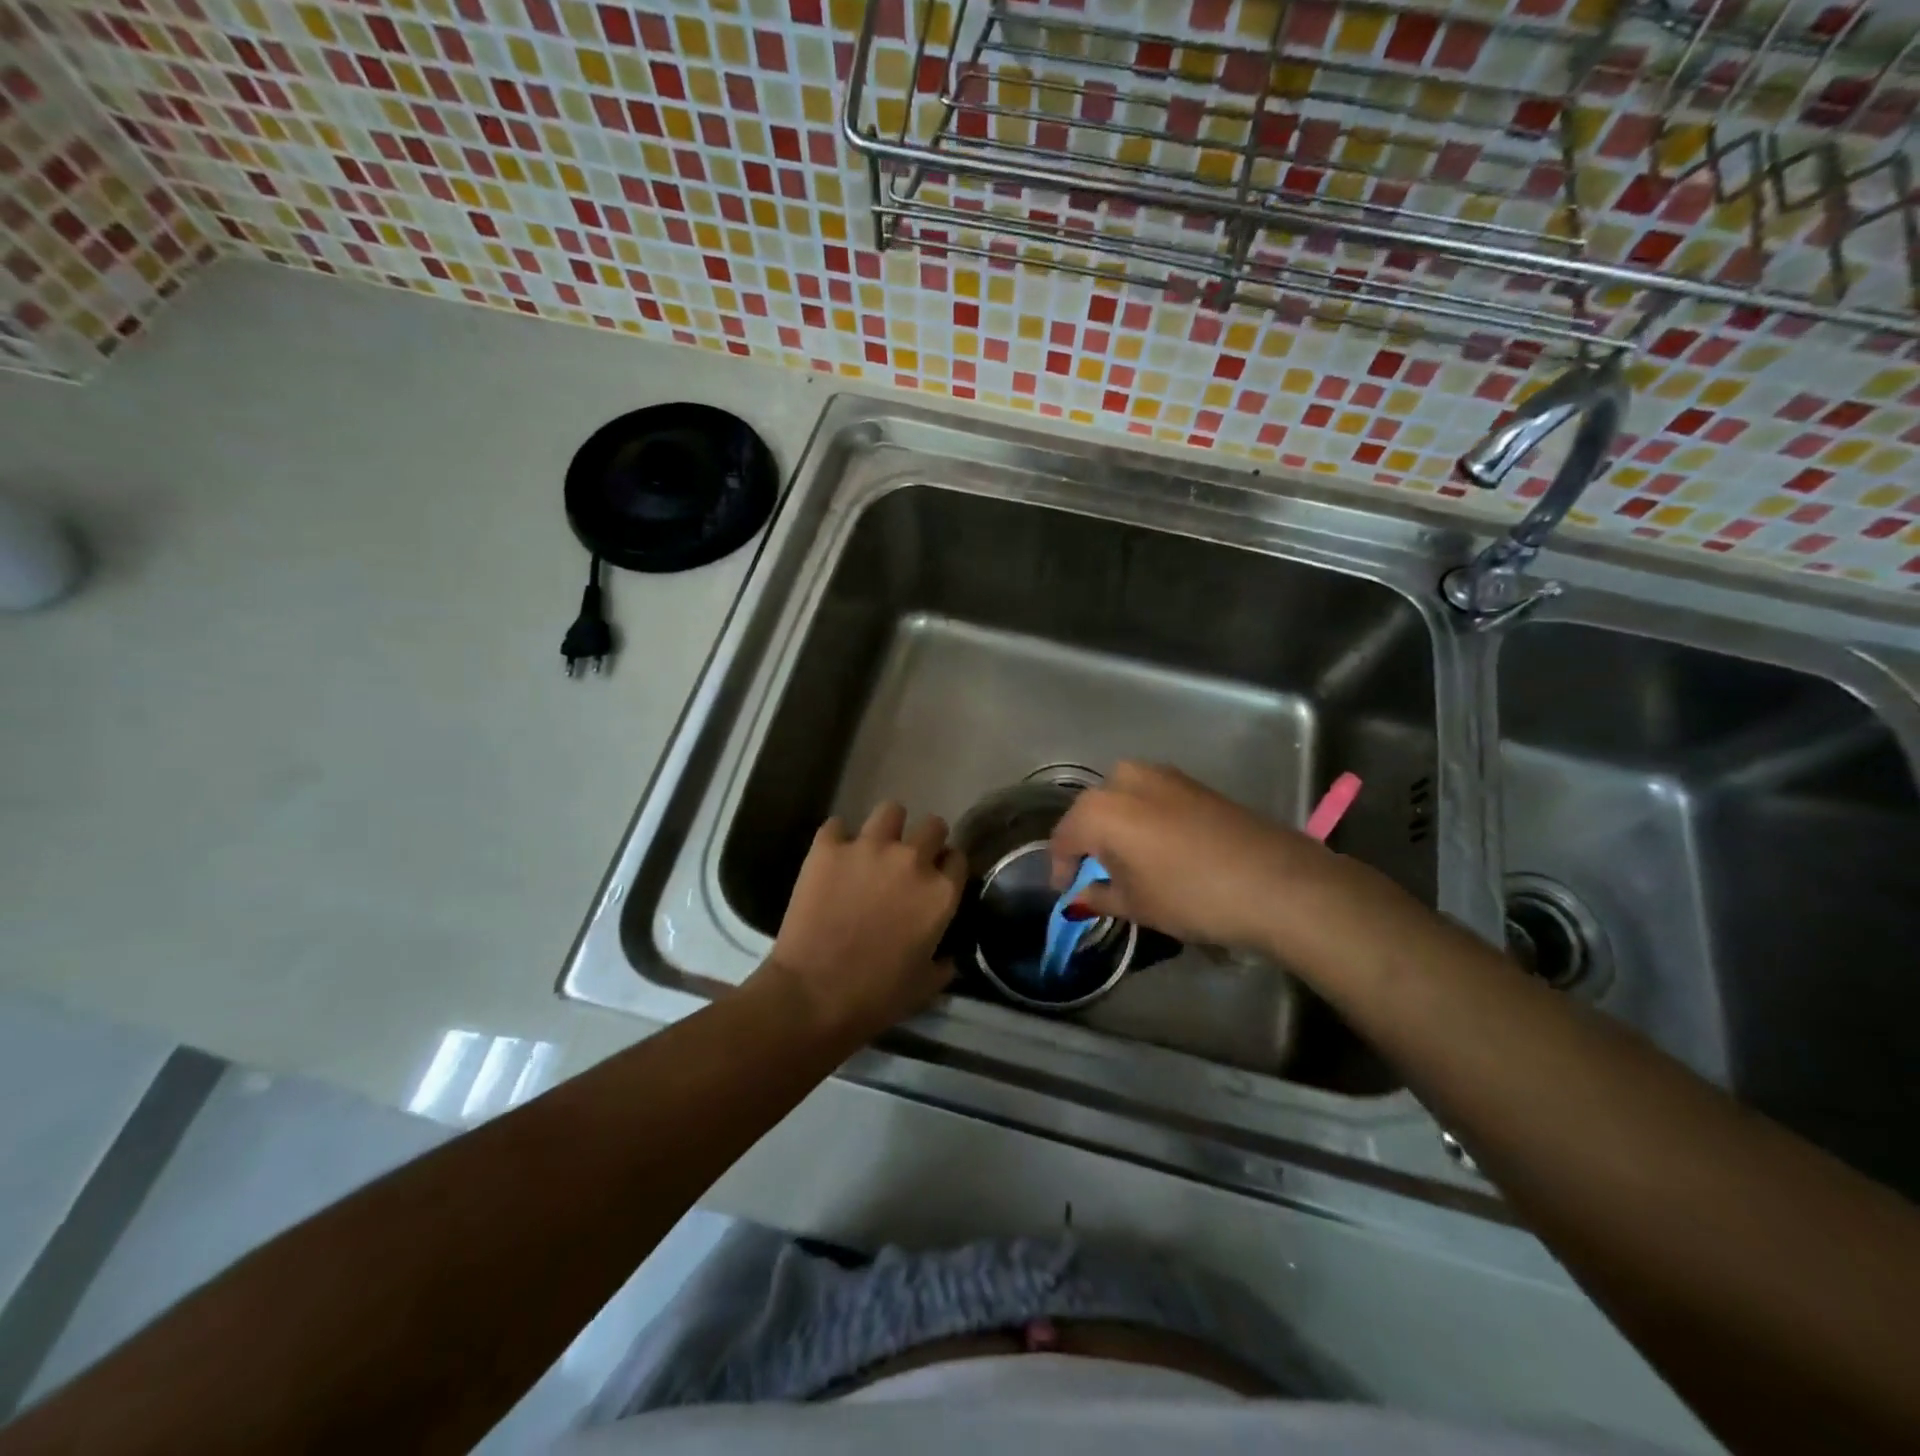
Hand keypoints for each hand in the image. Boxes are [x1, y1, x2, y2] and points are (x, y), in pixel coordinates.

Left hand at [756, 802, 965, 1042]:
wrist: (812, 996)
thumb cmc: (875, 997)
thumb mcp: (925, 987)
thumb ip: (943, 963)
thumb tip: (947, 956)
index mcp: (941, 893)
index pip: (957, 858)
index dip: (946, 868)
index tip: (936, 879)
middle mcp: (912, 860)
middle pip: (933, 825)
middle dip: (924, 840)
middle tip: (906, 863)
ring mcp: (868, 848)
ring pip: (891, 810)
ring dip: (887, 828)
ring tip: (873, 848)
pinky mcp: (828, 848)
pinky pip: (837, 826)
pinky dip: (836, 840)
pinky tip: (832, 859)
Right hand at [1048, 761, 1356, 953]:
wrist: (1275, 881)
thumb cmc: (1191, 895)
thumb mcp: (1137, 904)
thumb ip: (1098, 896)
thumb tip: (1079, 897)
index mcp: (1099, 809)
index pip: (1064, 838)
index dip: (1061, 867)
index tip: (1066, 891)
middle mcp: (1123, 780)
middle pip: (1091, 812)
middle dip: (1089, 842)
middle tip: (1097, 874)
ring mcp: (1162, 775)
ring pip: (1122, 799)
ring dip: (1117, 827)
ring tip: (1128, 861)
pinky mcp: (1192, 782)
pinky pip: (1151, 798)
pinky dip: (1144, 819)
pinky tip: (1159, 847)